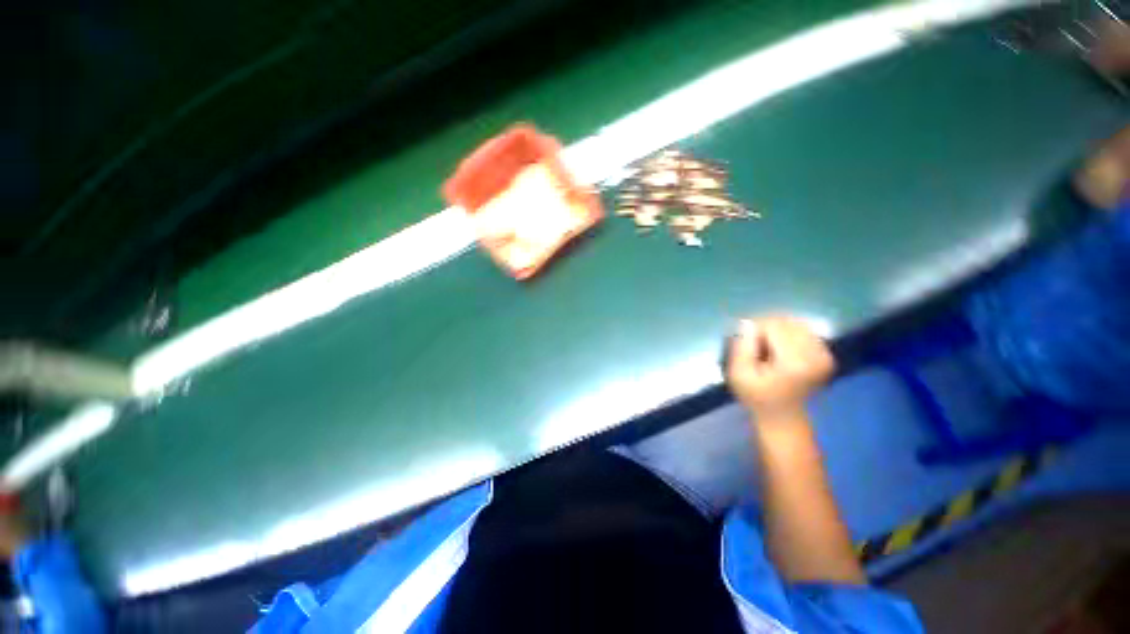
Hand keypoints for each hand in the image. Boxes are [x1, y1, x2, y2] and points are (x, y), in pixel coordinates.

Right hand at [725, 316, 835, 420]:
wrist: (783, 418)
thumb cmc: (756, 397)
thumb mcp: (738, 374)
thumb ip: (742, 347)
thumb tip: (747, 323)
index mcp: (794, 361)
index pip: (773, 325)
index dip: (755, 329)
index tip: (745, 344)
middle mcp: (815, 354)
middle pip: (787, 322)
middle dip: (767, 328)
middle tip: (755, 345)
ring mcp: (824, 355)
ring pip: (796, 324)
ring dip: (778, 331)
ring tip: (768, 347)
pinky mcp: (827, 356)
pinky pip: (805, 331)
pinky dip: (790, 335)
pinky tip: (781, 349)